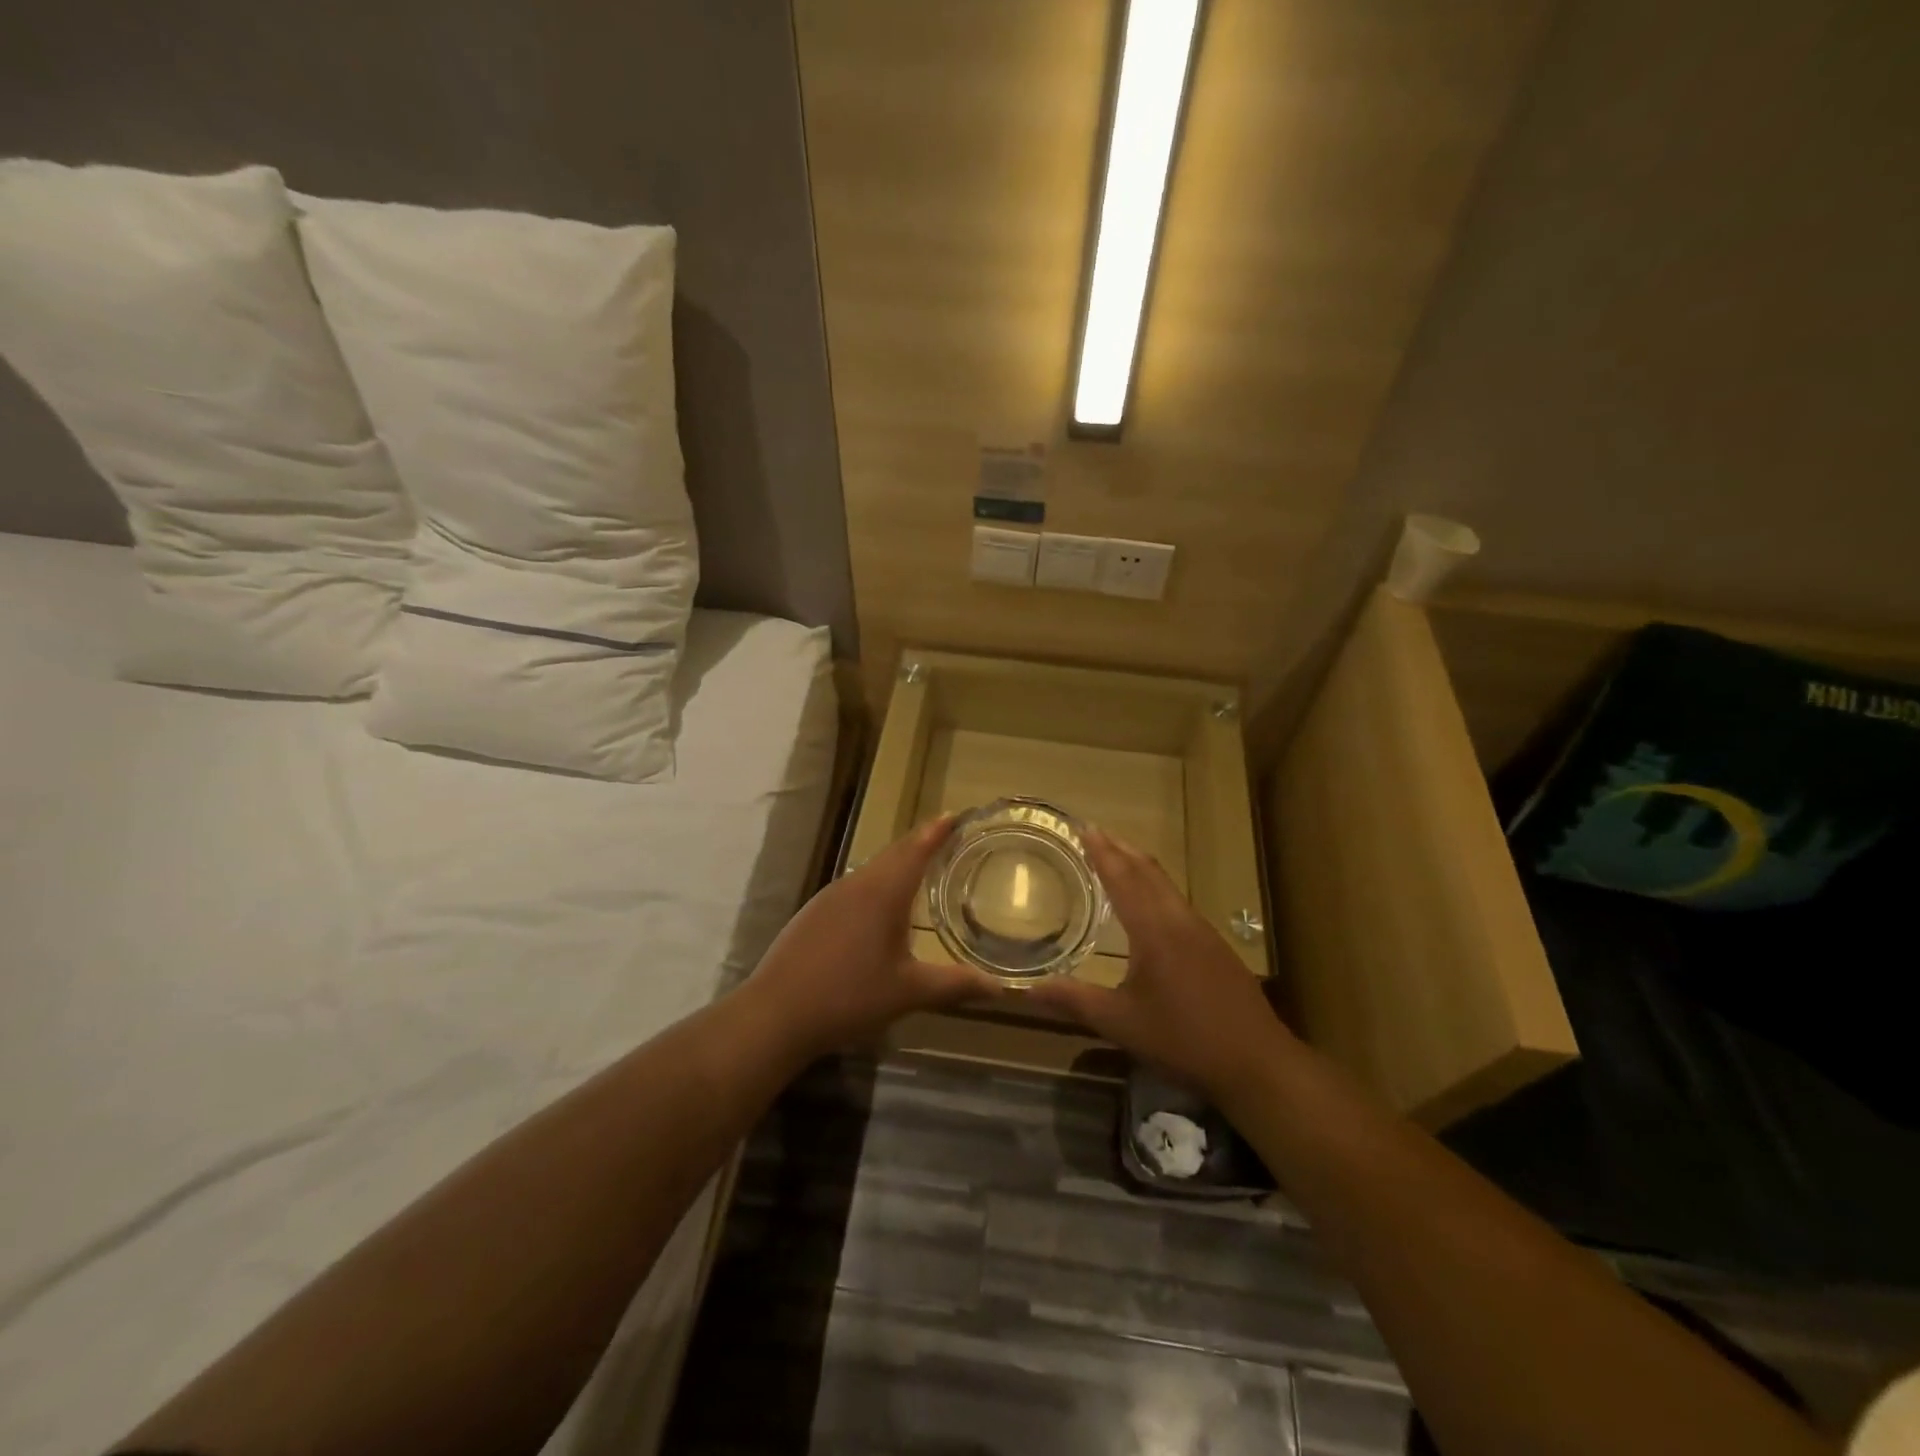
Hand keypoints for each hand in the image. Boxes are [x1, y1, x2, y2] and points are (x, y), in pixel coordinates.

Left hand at [742, 816, 1001, 1058]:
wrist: (776, 1014)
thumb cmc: (849, 997)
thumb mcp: (908, 993)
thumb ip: (955, 985)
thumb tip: (1000, 988)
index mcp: (883, 892)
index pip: (915, 849)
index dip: (936, 831)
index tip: (955, 814)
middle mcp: (856, 884)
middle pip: (893, 854)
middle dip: (920, 843)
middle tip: (945, 838)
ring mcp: (829, 897)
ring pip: (871, 870)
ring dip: (896, 864)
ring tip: (919, 870)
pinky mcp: (813, 913)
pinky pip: (853, 887)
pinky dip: (875, 884)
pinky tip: (879, 908)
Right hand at [1027, 827, 1289, 1105]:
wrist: (1258, 1062)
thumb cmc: (1184, 1039)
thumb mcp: (1121, 1023)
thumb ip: (1074, 1001)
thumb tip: (1026, 990)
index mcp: (1153, 930)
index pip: (1122, 878)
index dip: (1102, 851)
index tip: (1085, 827)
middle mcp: (1179, 920)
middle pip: (1148, 871)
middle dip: (1120, 849)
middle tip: (1096, 833)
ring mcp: (1202, 932)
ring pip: (1166, 885)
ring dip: (1140, 866)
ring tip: (1118, 859)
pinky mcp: (1216, 947)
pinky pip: (1178, 902)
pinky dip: (1156, 887)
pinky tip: (1151, 905)